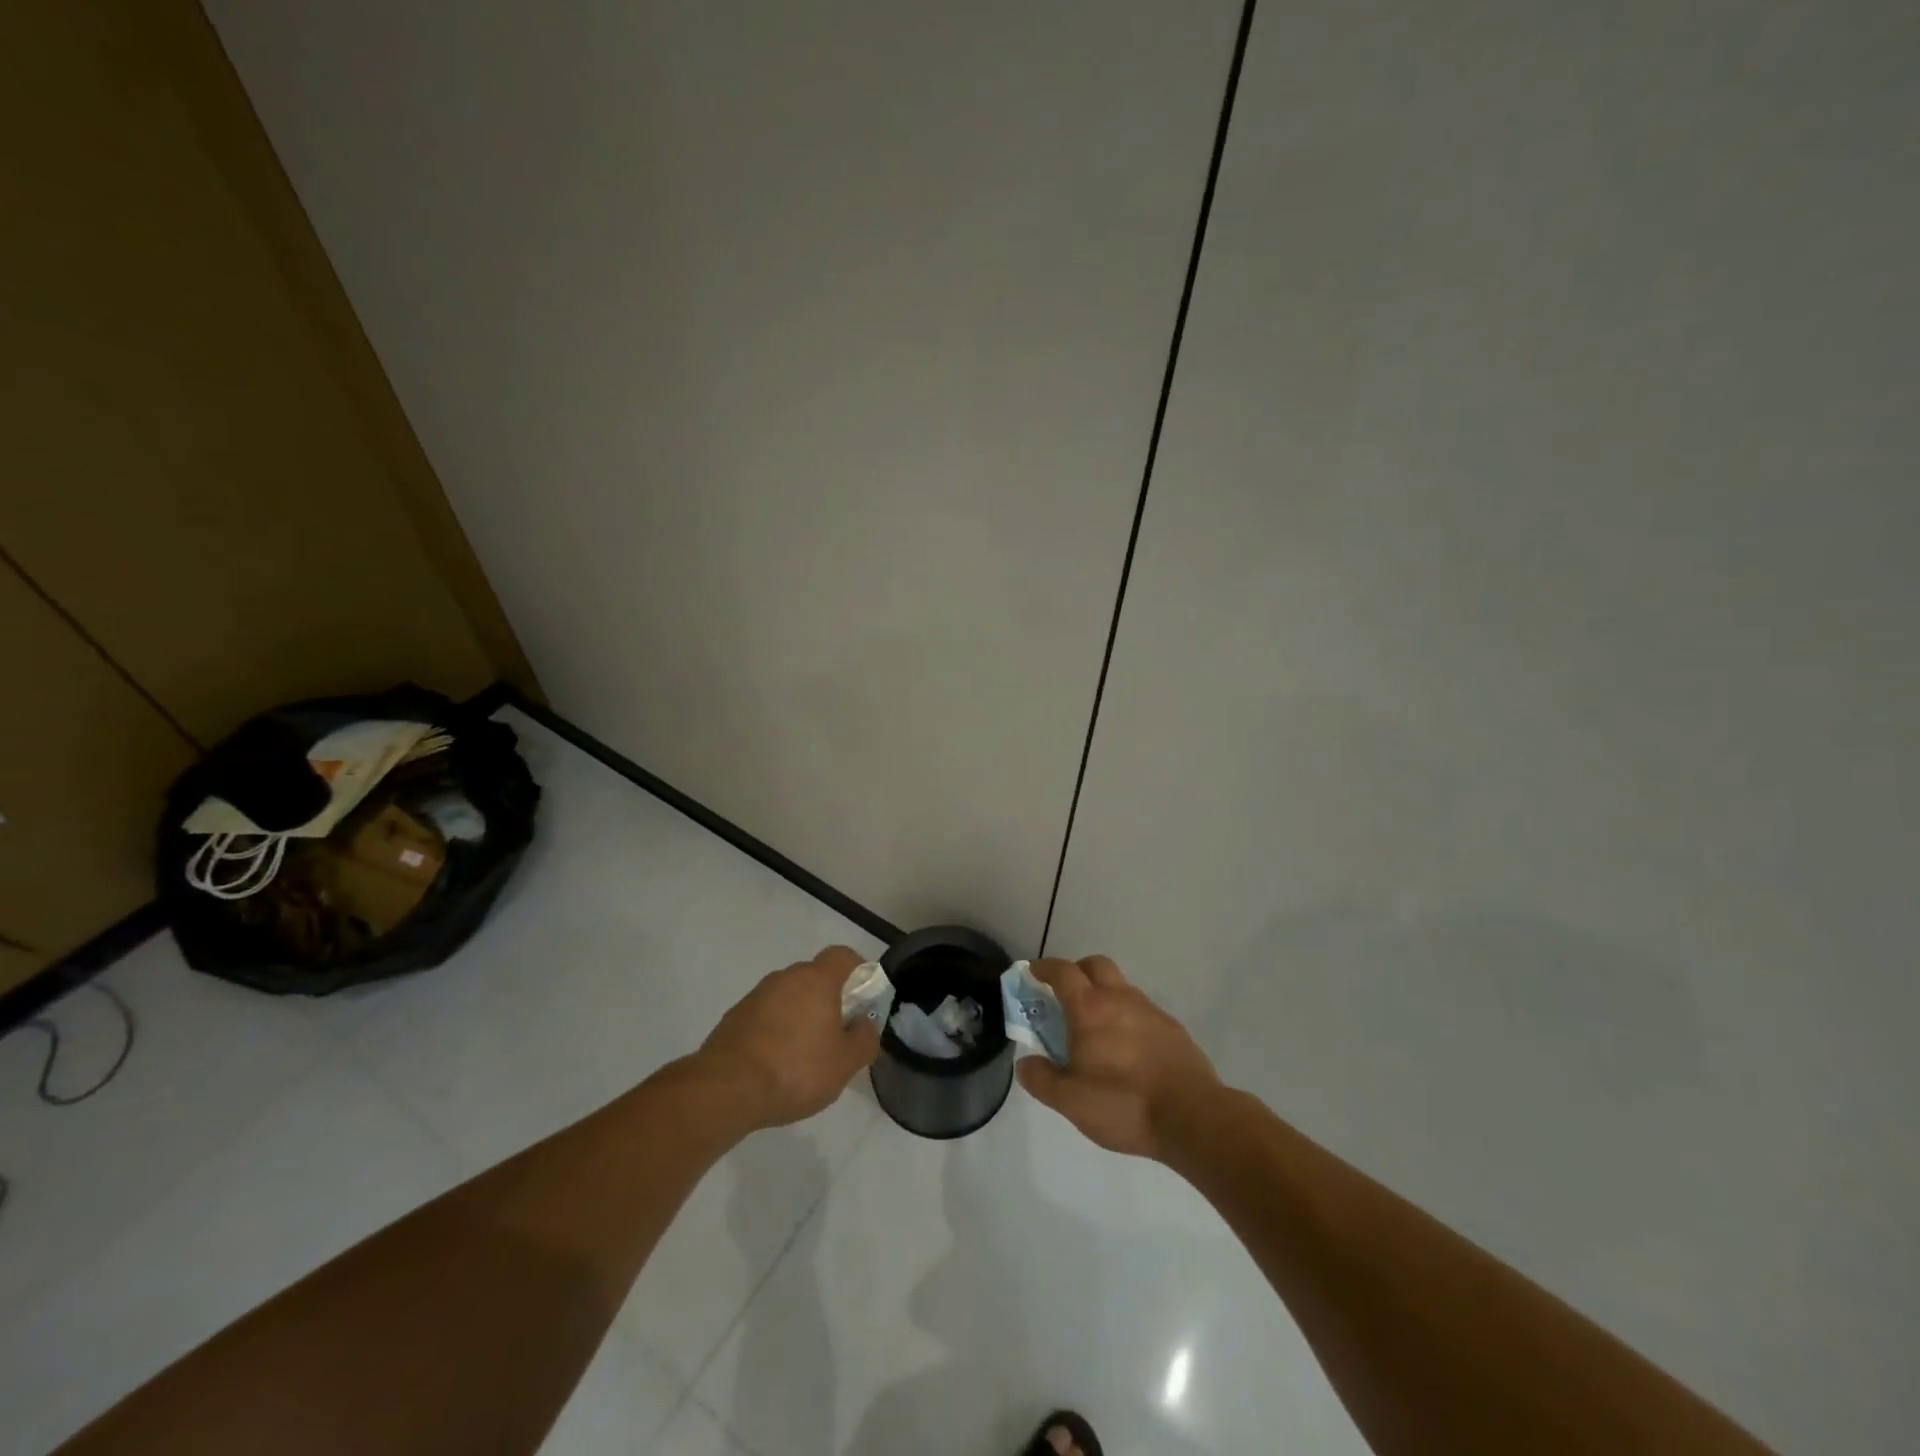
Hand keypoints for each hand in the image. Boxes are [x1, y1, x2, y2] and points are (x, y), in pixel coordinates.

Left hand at [694, 945, 881, 1130]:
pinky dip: (776, 1030)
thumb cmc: (796, 1069)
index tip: (862, 996)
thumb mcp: (845, 1063)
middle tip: (837, 1033)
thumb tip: (865, 1023)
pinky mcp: (734, 1017)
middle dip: (828, 999)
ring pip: (789, 997)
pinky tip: (776, 1063)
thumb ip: (865, 1039)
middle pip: (814, 977)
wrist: (726, 1089)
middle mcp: (785, 978)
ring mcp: (756, 996)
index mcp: (816, 980)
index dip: (857, 970)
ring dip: (800, 1015)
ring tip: (805, 1054)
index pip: (842, 956)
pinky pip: (766, 1015)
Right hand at [1015, 955, 1219, 1160]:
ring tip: (1096, 1028)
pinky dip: (1127, 1016)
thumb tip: (1025, 1063)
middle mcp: (1119, 998)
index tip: (1033, 973)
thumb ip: (1042, 1079)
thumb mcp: (1070, 1101)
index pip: (1062, 972)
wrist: (1191, 1117)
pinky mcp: (1172, 1028)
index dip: (1044, 968)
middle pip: (1095, 965)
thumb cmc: (1123, 1104)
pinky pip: (1141, 1009)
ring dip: (1104, 994)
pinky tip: (1127, 1048)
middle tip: (1065, 995)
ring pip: (1121, 986)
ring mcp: (1150, 1011)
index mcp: (1089, 1009)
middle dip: (1077, 971)